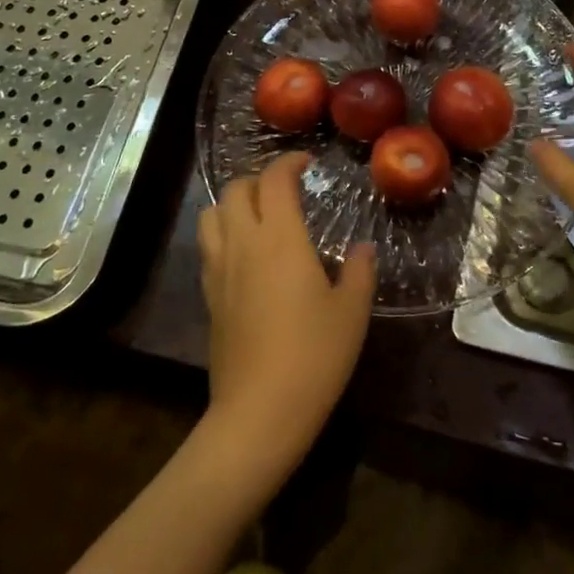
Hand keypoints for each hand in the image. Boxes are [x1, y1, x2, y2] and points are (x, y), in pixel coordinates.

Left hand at [196, 152, 375, 480]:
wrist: (259, 411)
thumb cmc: (314, 355)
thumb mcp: (352, 311)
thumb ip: (360, 271)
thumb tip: (364, 248)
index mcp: (279, 237)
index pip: (274, 180)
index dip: (289, 162)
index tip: (307, 163)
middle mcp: (243, 243)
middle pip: (235, 189)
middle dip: (259, 180)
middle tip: (285, 192)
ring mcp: (220, 270)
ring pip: (211, 214)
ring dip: (233, 204)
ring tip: (259, 217)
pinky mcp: (209, 297)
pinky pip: (209, 247)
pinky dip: (224, 235)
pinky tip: (246, 257)